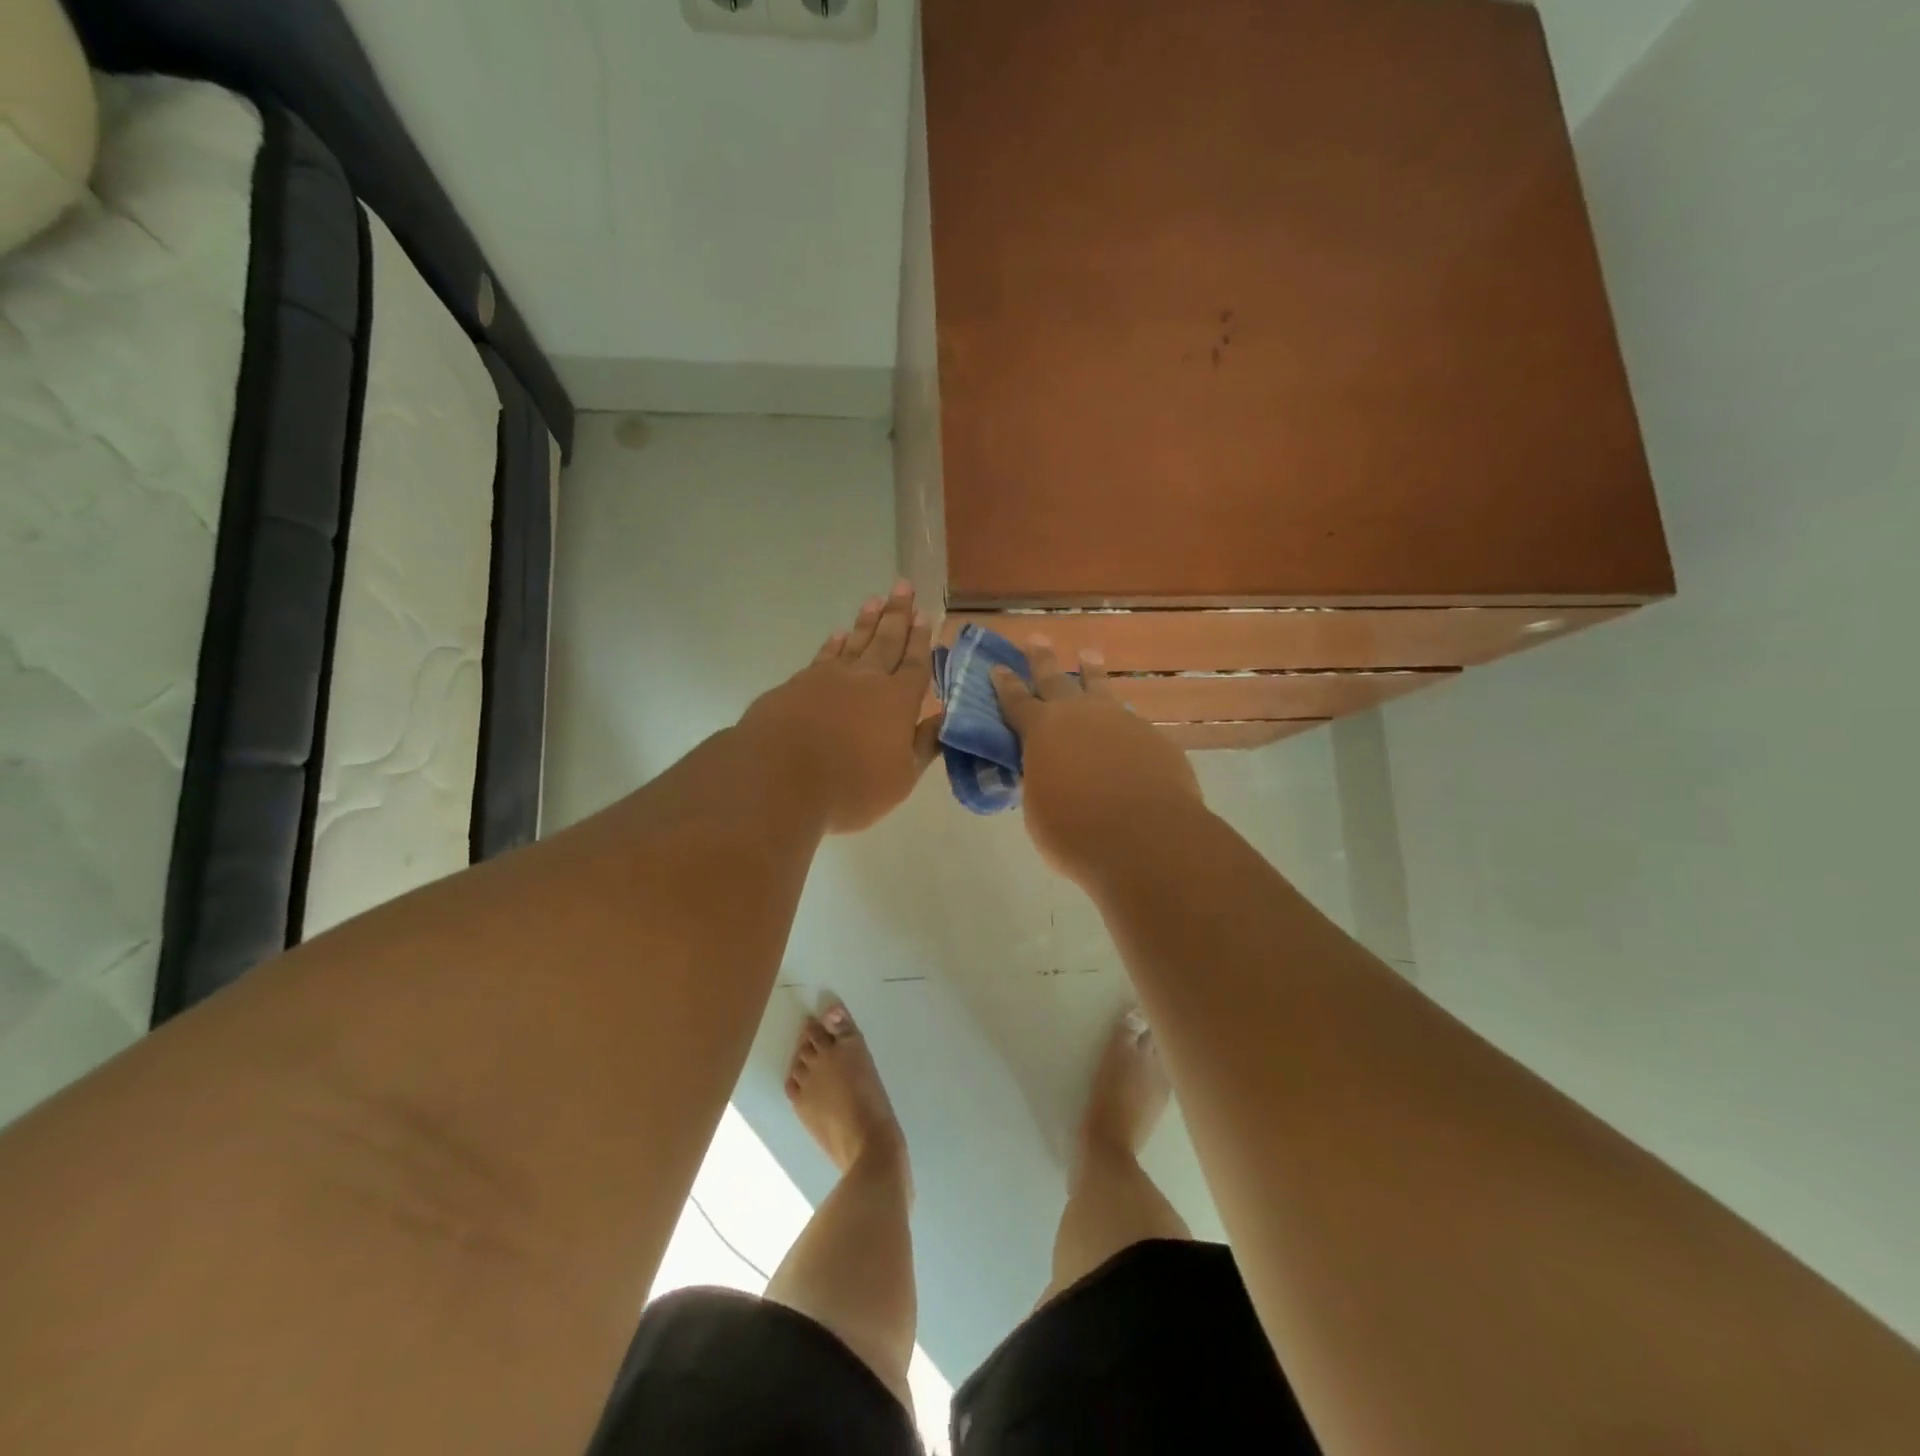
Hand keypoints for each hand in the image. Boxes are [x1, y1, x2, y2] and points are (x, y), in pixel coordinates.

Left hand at [743, 582, 943, 834]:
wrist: (779, 778)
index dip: (921, 640)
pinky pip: (823, 656)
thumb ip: (922, 746)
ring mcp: (829, 678)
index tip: (925, 615)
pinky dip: (834, 644)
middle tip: (903, 586)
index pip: (915, 663)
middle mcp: (866, 680)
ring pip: (855, 642)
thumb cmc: (851, 786)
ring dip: (867, 621)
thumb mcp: (900, 779)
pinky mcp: (798, 684)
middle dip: (898, 614)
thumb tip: (941, 719)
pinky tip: (838, 636)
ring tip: (876, 600)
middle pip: (886, 641)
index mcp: (898, 701)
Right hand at [992, 640, 1203, 882]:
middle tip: (1037, 639)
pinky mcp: (1152, 737)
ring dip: (1090, 672)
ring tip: (1088, 655)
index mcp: (1041, 731)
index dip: (1005, 685)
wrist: (1145, 837)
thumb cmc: (1075, 831)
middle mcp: (1079, 715)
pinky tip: (1122, 727)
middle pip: (1055, 680)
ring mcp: (1119, 721)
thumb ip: (1041, 780)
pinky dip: (1119, 720)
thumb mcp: (1039, 808)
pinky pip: (1129, 721)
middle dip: (1042, 659)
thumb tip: (1049, 773)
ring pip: (1100, 688)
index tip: (998, 667)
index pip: (1016, 701)